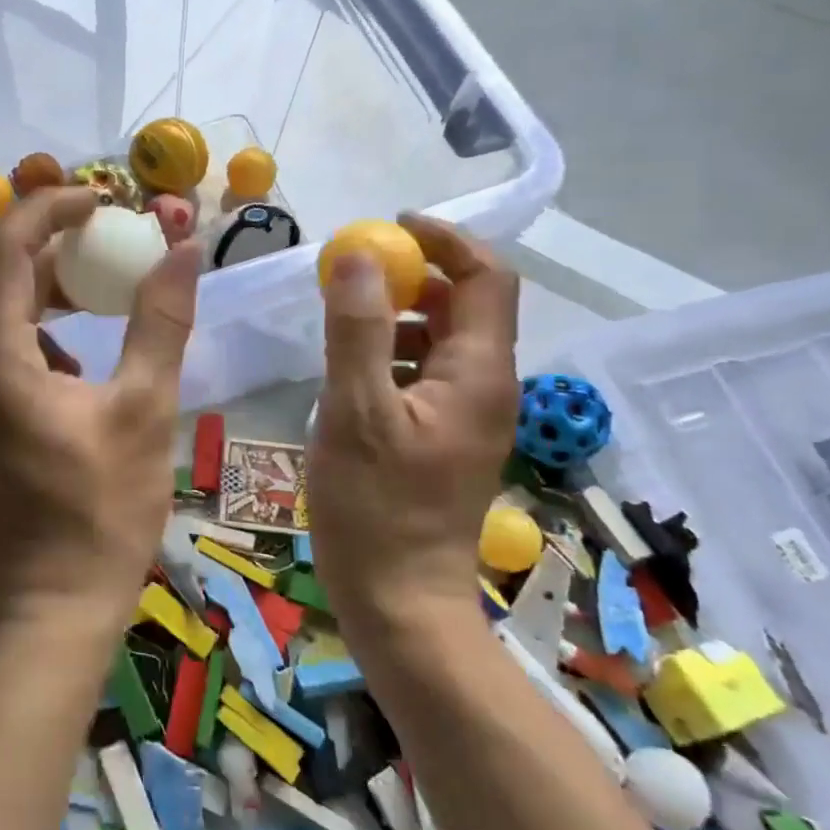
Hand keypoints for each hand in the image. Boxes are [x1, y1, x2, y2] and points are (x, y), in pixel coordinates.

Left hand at [0, 187, 204, 631]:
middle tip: (108, 240)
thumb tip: (184, 248)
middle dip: (50, 246)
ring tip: (99, 289)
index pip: (4, 247)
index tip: (101, 200)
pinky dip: (33, 330)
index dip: (49, 209)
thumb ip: (160, 320)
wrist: (52, 603)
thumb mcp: (144, 407)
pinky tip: (77, 356)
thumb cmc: (102, 510)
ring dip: (42, 289)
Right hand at [305, 215, 519, 627]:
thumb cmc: (376, 508)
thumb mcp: (356, 412)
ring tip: (342, 321)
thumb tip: (358, 256)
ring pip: (442, 340)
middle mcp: (486, 386)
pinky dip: (391, 354)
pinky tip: (349, 373)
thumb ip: (356, 331)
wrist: (400, 600)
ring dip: (397, 316)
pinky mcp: (445, 437)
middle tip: (352, 275)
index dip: (446, 241)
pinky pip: (425, 374)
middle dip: (413, 277)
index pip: (487, 278)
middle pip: (465, 305)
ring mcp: (468, 415)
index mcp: (478, 373)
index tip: (390, 229)